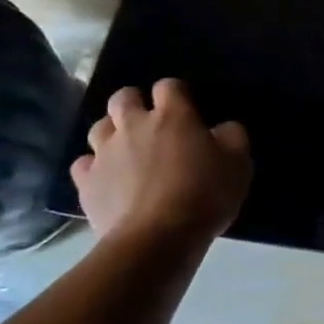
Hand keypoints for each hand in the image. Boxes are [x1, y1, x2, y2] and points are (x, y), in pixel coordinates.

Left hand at [71, 79, 251, 245]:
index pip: (169, 86)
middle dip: (134, 102)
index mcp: (173, 116)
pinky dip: (94, 165)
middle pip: (123, 97)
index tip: (186, 106)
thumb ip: (232, 136)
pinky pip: (84, 163)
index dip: (176, 92)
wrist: (158, 237)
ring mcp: (105, 153)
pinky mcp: (86, 182)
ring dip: (112, 131)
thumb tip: (222, 128)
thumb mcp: (239, 163)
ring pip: (99, 127)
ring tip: (127, 148)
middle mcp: (134, 126)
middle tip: (150, 120)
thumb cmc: (205, 194)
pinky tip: (107, 176)